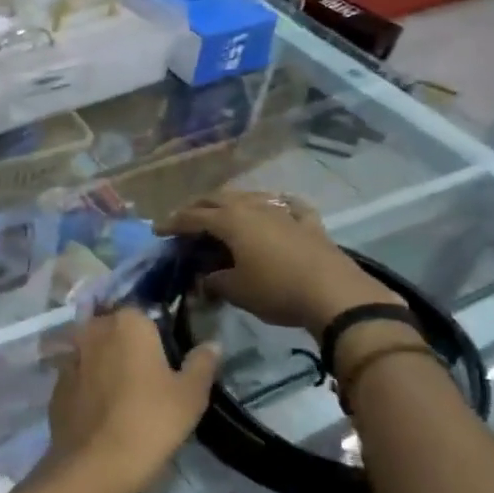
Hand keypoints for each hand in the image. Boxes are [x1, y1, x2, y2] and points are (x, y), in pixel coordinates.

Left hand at [47, 311, 219, 492]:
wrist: (96, 463)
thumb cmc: (151, 421)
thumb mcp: (191, 395)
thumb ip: (202, 363)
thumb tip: (212, 344)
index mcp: (128, 322)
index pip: (144, 313)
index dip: (156, 332)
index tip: (166, 357)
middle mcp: (93, 329)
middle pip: (114, 328)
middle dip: (127, 344)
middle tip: (147, 375)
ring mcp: (70, 355)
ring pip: (93, 350)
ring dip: (105, 362)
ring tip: (123, 392)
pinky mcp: (55, 383)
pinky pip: (77, 374)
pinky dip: (87, 383)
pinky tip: (101, 407)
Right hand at [158, 190, 399, 334]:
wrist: (335, 295)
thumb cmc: (276, 291)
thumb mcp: (235, 290)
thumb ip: (213, 281)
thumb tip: (204, 279)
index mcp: (231, 221)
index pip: (193, 217)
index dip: (173, 223)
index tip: (158, 230)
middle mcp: (254, 207)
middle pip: (219, 199)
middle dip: (199, 207)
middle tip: (186, 219)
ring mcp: (284, 212)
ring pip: (251, 197)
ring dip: (232, 202)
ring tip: (223, 212)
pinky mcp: (310, 224)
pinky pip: (289, 206)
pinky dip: (279, 205)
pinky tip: (279, 207)